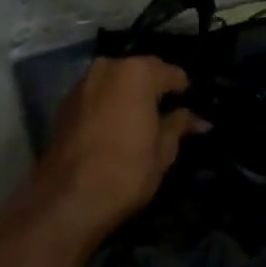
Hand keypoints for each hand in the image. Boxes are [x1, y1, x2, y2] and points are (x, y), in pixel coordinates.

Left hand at [41, 57, 205, 234]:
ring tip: (138, 120)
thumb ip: (179, 126)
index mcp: (138, 73)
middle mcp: (108, 67)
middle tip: (165, 114)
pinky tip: (113, 126)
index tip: (188, 108)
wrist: (68, 199)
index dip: (183, 90)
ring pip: (116, 79)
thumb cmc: (126, 172)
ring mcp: (83, 82)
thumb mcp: (163, 151)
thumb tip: (199, 120)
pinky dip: (108, 102)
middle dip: (154, 87)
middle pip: (141, 70)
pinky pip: (96, 93)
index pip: (172, 73)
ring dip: (129, 93)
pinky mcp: (65, 102)